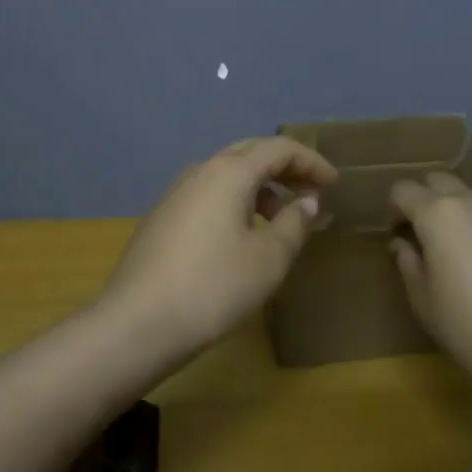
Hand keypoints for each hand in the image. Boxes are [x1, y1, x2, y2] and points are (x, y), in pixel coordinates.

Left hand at [103, 136, 337, 355]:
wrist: (137, 323)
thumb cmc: (213, 286)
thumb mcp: (268, 259)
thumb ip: (294, 224)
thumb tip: (306, 201)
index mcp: (229, 172)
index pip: (279, 148)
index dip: (311, 161)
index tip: (334, 183)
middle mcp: (201, 170)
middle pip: (251, 153)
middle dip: (285, 168)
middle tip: (311, 192)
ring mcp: (177, 193)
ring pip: (227, 174)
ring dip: (260, 187)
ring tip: (281, 219)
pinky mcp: (164, 217)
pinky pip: (209, 194)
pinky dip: (236, 201)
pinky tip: (243, 235)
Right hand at [389, 173, 471, 398]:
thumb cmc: (468, 327)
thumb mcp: (423, 299)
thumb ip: (408, 262)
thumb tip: (404, 243)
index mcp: (437, 214)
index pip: (404, 189)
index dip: (395, 209)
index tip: (398, 234)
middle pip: (440, 181)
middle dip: (427, 199)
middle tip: (428, 235)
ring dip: (461, 211)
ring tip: (466, 249)